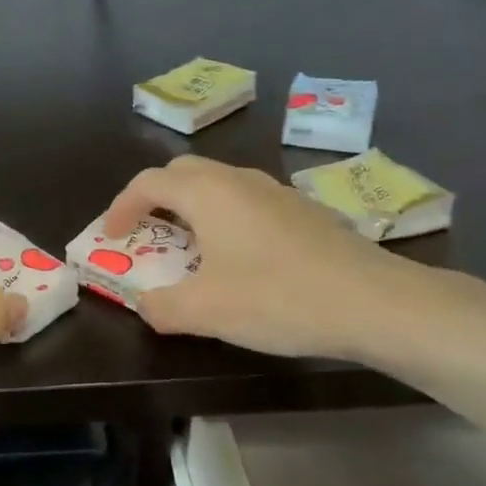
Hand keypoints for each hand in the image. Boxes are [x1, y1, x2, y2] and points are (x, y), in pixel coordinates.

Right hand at [101, 155, 428, 360]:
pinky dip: (225, 217)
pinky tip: (241, 257)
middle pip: (183, 173)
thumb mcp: (205, 312)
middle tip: (145, 232)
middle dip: (155, 198)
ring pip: (219, 184)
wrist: (375, 301)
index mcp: (208, 193)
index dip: (120, 207)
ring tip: (189, 246)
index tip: (110, 237)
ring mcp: (277, 191)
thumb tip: (145, 304)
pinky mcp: (304, 210)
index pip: (148, 182)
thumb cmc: (278, 298)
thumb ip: (161, 307)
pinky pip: (248, 201)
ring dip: (192, 206)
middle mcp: (239, 180)